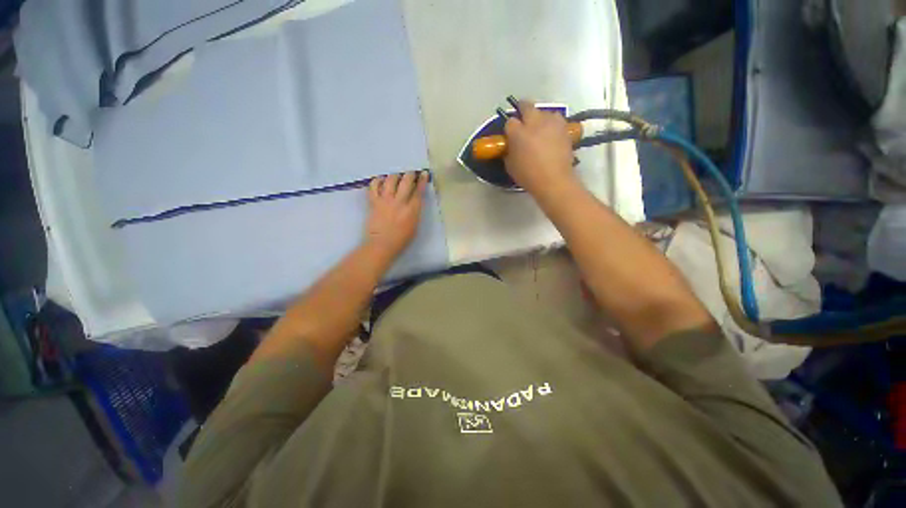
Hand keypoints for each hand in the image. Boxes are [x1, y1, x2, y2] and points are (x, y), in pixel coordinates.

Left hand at [364, 171, 427, 262]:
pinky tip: (381, 181)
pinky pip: (374, 186)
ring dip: (395, 176)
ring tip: (397, 177)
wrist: (381, 245)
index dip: (422, 180)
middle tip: (411, 174)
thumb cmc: (401, 239)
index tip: (424, 173)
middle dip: (410, 174)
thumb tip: (415, 200)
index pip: (419, 191)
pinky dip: (378, 181)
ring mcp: (385, 200)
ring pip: (391, 180)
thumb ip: (415, 211)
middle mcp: (399, 202)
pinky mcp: (374, 202)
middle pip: (406, 181)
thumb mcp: (415, 226)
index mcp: (412, 210)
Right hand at [503, 101, 577, 198]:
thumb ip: (509, 151)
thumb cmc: (528, 176)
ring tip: (539, 129)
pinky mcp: (563, 127)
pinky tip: (550, 134)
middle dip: (522, 110)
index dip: (509, 128)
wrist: (554, 180)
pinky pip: (555, 120)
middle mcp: (534, 122)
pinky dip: (551, 124)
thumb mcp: (510, 165)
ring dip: (539, 117)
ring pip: (543, 111)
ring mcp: (551, 122)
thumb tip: (511, 145)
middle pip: (526, 106)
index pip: (510, 121)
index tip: (510, 135)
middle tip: (522, 121)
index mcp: (518, 133)